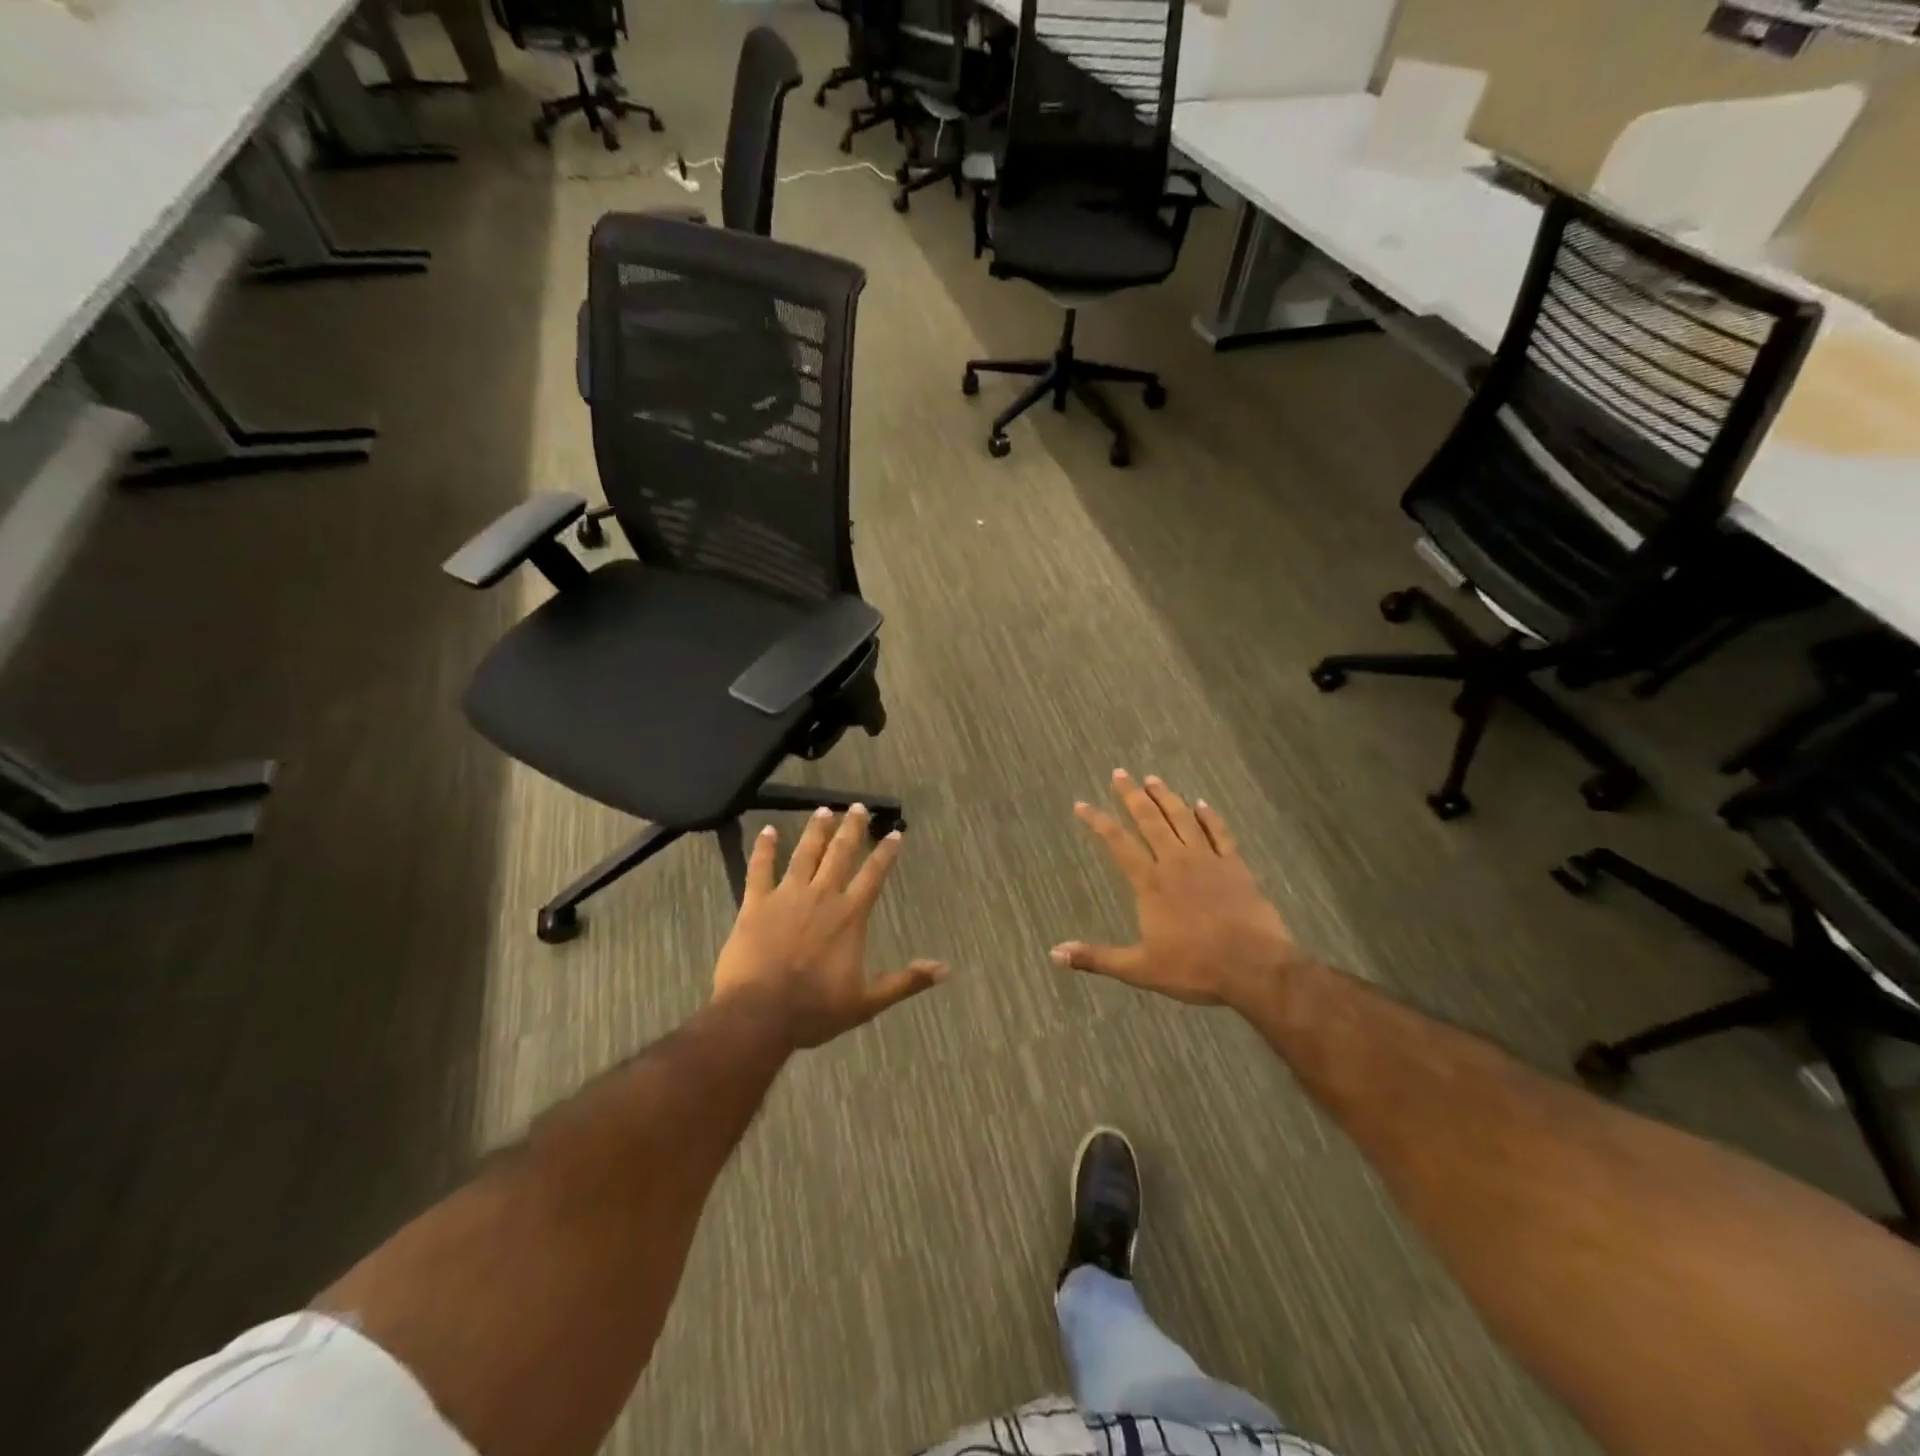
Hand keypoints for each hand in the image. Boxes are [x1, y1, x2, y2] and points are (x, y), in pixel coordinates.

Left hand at [713, 805, 946, 1049]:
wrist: (759, 1014)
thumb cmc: (814, 1010)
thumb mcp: (866, 1002)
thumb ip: (905, 982)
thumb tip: (945, 969)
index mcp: (850, 916)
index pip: (873, 874)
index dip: (886, 852)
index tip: (894, 833)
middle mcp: (822, 896)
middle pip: (840, 853)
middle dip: (852, 828)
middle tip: (857, 806)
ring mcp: (787, 896)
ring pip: (805, 853)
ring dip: (816, 830)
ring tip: (823, 809)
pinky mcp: (756, 903)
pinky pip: (760, 868)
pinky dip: (764, 848)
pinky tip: (766, 830)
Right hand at [1053, 771, 1303, 1010]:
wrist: (1255, 967)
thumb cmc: (1194, 968)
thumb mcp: (1139, 969)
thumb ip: (1097, 957)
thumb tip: (1055, 953)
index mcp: (1150, 883)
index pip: (1118, 843)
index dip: (1098, 822)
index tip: (1082, 804)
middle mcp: (1176, 862)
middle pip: (1150, 820)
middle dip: (1132, 796)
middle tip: (1120, 773)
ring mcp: (1208, 861)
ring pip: (1182, 819)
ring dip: (1166, 797)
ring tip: (1153, 779)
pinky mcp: (1236, 866)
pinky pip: (1220, 833)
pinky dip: (1209, 816)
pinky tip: (1201, 804)